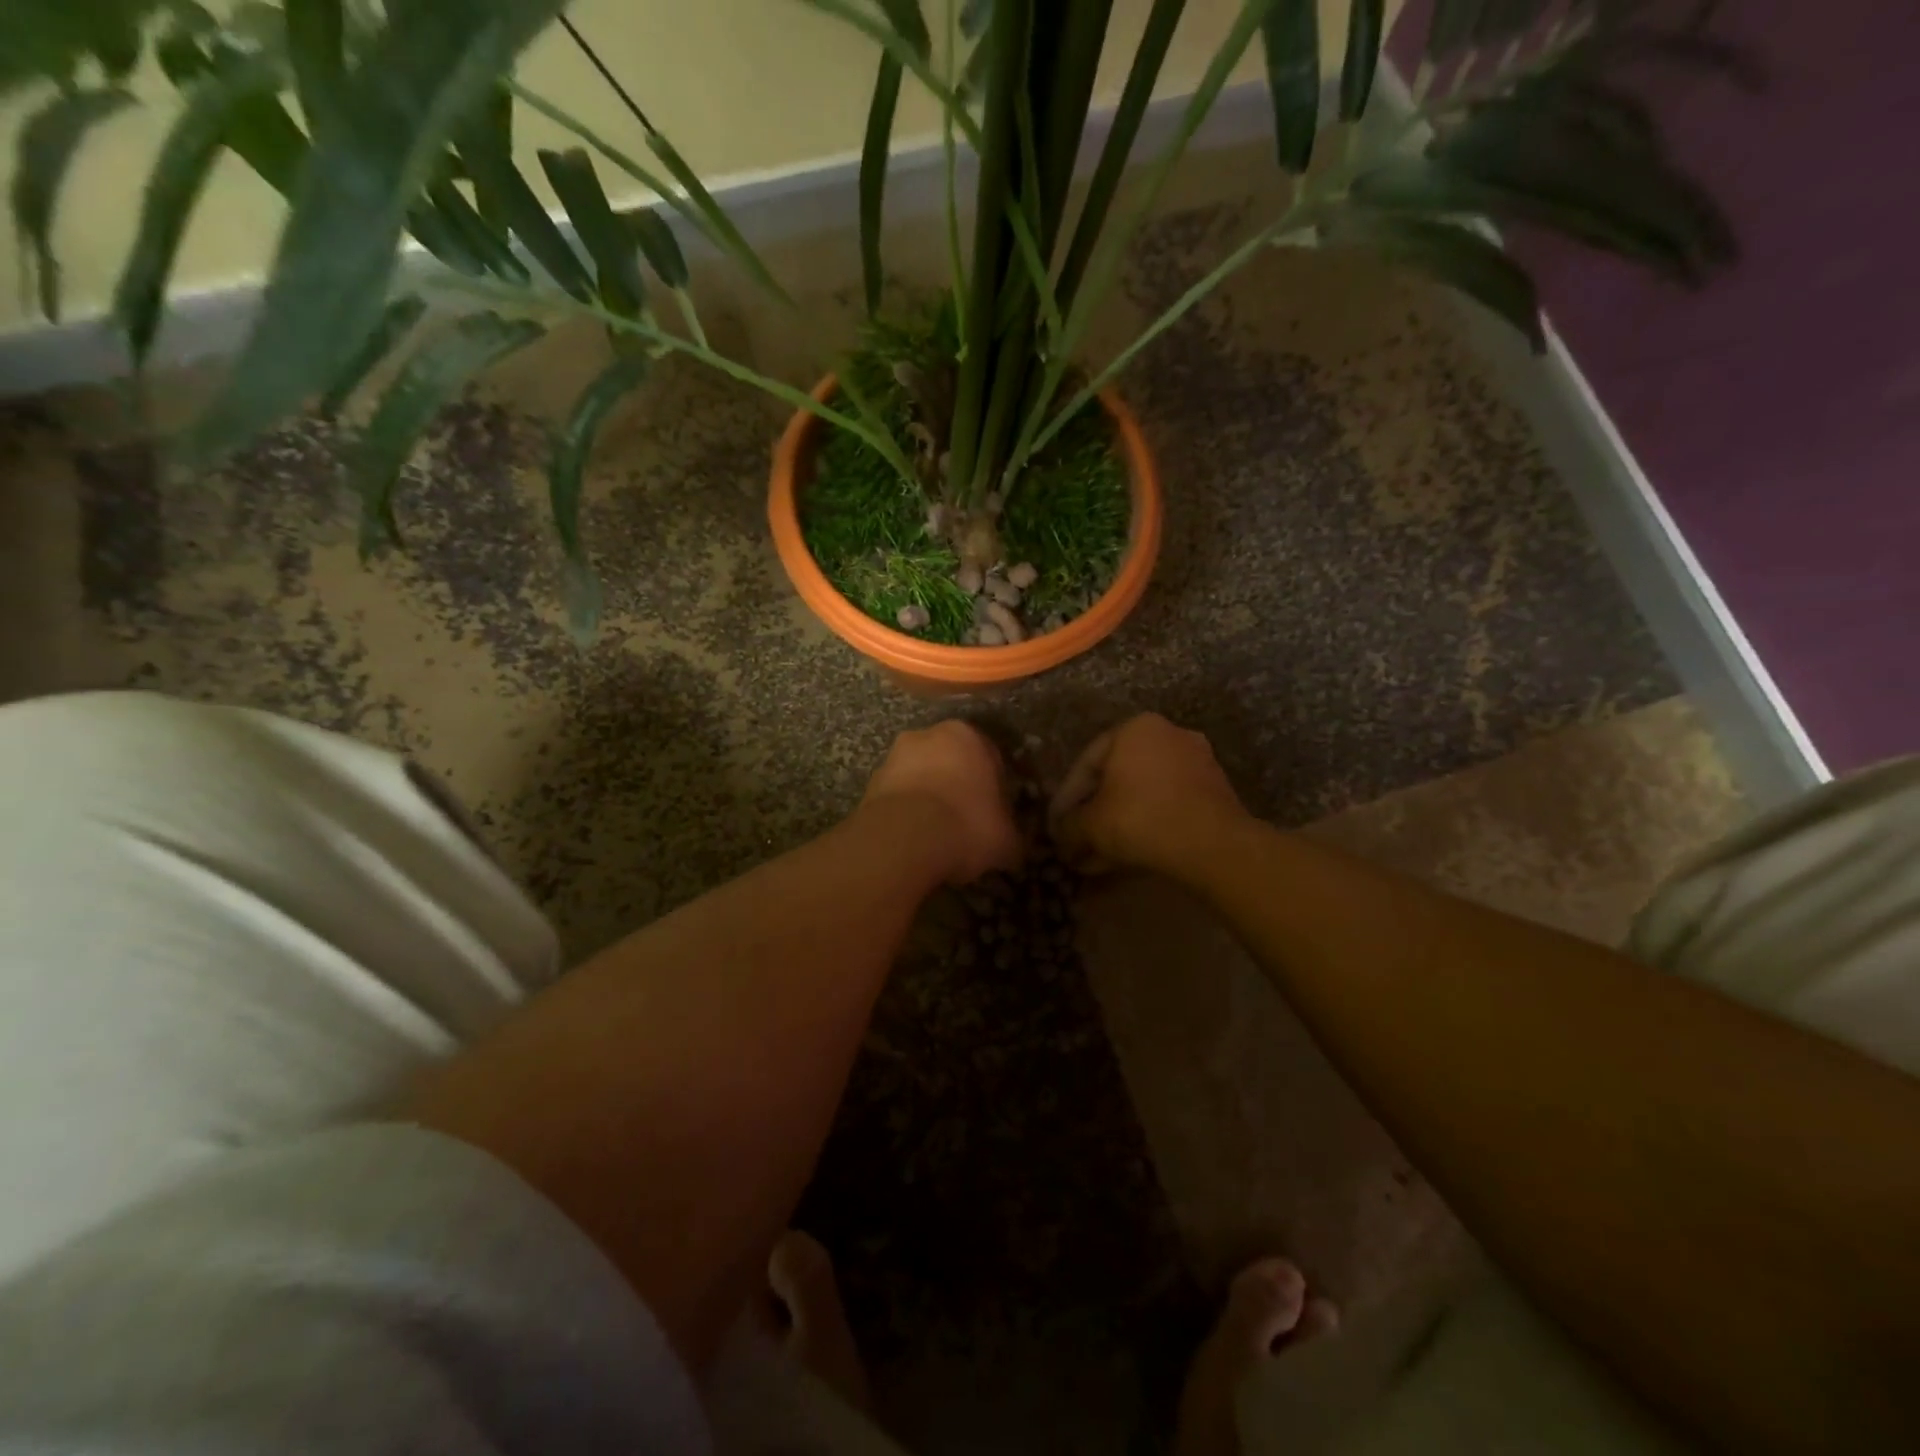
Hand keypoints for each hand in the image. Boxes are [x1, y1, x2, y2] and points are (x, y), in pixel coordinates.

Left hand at [861, 720, 1021, 883]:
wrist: (902, 840)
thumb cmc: (965, 826)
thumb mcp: (1006, 839)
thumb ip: (1012, 835)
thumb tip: (1013, 846)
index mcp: (967, 735)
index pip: (990, 756)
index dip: (996, 787)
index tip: (996, 813)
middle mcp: (927, 735)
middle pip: (950, 761)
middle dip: (958, 786)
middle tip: (967, 821)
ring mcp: (893, 758)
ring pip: (920, 777)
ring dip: (929, 798)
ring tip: (938, 835)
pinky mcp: (870, 784)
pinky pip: (898, 797)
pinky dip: (906, 813)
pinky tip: (914, 840)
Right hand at [1050, 713, 1248, 873]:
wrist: (1213, 846)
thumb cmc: (1142, 819)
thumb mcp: (1091, 824)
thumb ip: (1068, 826)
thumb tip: (1059, 835)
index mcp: (1134, 729)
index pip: (1086, 763)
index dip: (1066, 799)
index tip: (1055, 826)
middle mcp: (1167, 735)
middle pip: (1116, 779)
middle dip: (1093, 814)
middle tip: (1076, 842)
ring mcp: (1195, 762)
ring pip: (1141, 795)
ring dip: (1117, 824)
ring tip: (1098, 857)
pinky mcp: (1213, 791)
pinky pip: (1166, 805)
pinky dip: (1145, 826)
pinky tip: (1127, 855)